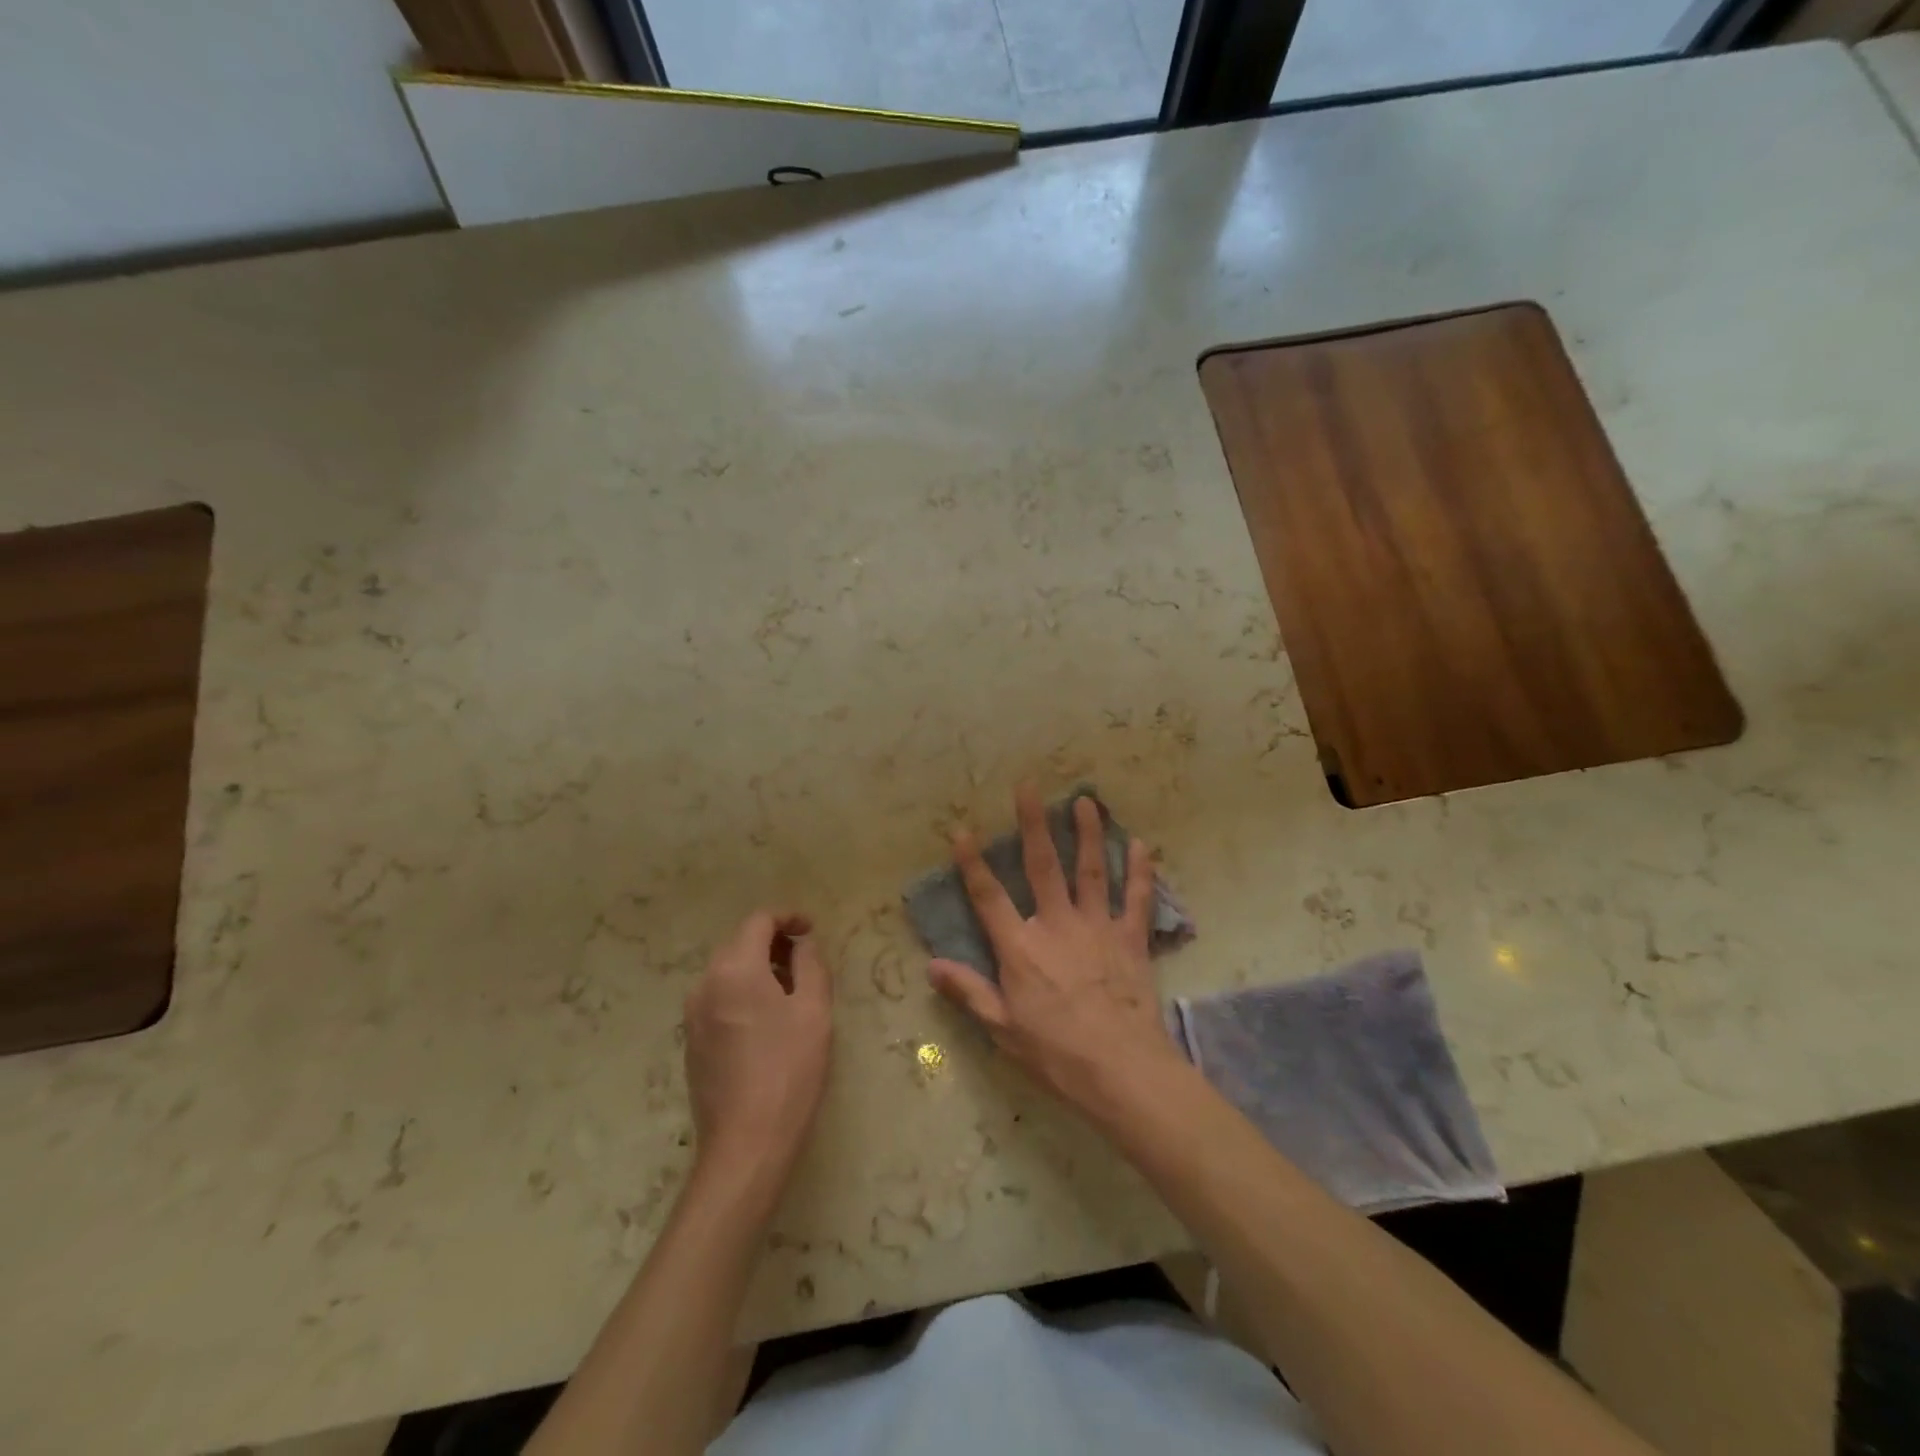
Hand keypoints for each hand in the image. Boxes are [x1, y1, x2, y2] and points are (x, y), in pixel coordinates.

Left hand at [684, 910, 833, 1182]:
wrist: (746, 1145)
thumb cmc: (789, 1070)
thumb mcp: (814, 1010)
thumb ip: (811, 964)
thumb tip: (803, 944)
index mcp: (734, 969)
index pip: (758, 921)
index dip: (788, 917)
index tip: (812, 931)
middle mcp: (705, 984)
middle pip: (739, 942)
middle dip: (773, 942)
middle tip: (806, 960)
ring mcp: (693, 1015)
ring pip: (727, 971)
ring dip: (759, 968)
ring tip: (792, 990)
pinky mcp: (692, 1042)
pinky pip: (719, 998)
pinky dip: (744, 992)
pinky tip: (768, 1021)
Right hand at [927, 786, 1181, 1116]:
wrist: (1122, 1071)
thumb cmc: (1056, 1054)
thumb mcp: (1003, 1029)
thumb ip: (969, 992)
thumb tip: (931, 965)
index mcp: (1021, 948)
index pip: (989, 897)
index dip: (972, 863)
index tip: (962, 830)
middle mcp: (1057, 925)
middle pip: (1042, 866)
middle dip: (1032, 824)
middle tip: (1028, 786)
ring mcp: (1097, 928)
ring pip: (1091, 870)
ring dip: (1088, 833)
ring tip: (1086, 801)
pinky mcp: (1131, 939)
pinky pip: (1136, 898)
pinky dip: (1140, 871)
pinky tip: (1143, 844)